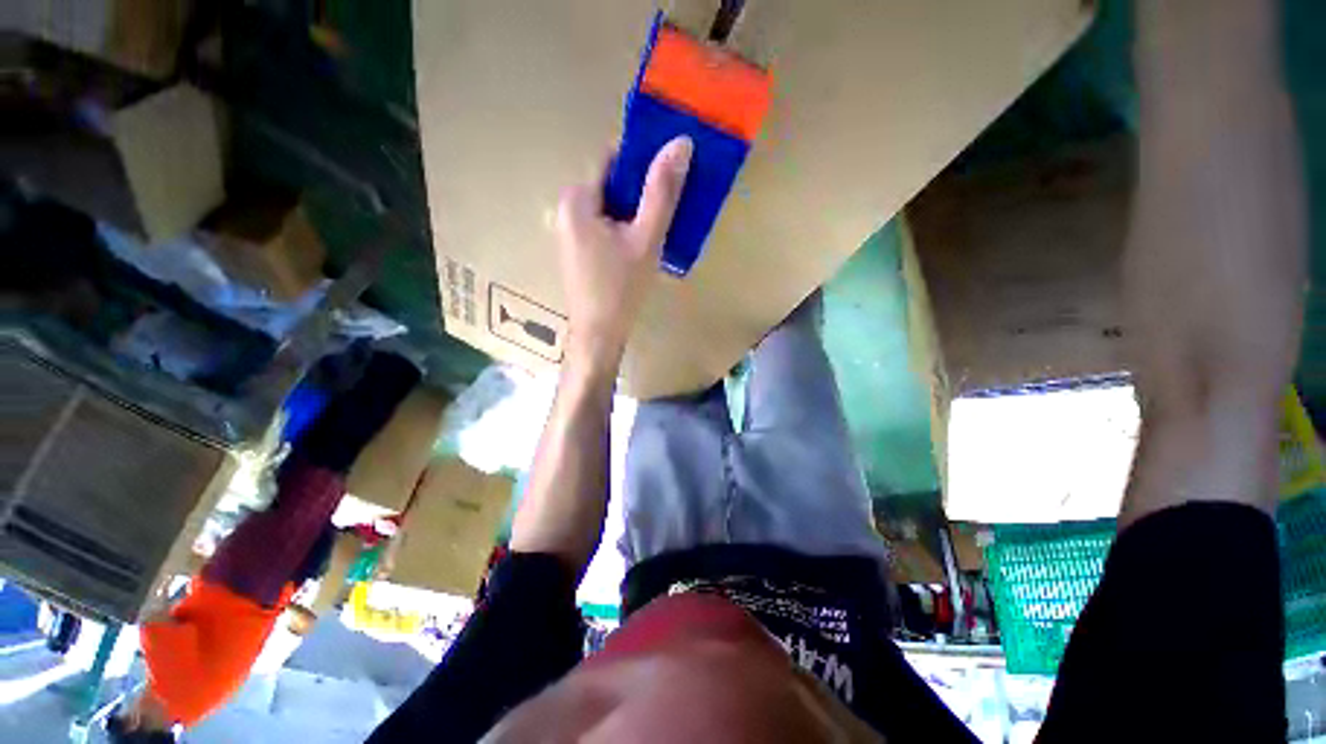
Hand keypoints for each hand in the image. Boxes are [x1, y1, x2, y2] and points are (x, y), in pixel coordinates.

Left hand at [556, 137, 692, 369]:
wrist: (598, 336)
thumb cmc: (621, 289)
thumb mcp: (646, 239)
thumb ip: (661, 193)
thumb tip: (680, 143)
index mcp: (577, 199)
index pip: (613, 160)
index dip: (644, 162)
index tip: (672, 174)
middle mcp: (567, 209)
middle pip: (612, 186)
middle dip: (641, 193)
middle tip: (671, 208)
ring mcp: (569, 231)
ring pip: (610, 208)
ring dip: (635, 213)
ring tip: (660, 229)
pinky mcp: (577, 250)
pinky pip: (604, 227)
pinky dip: (624, 229)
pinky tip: (641, 246)